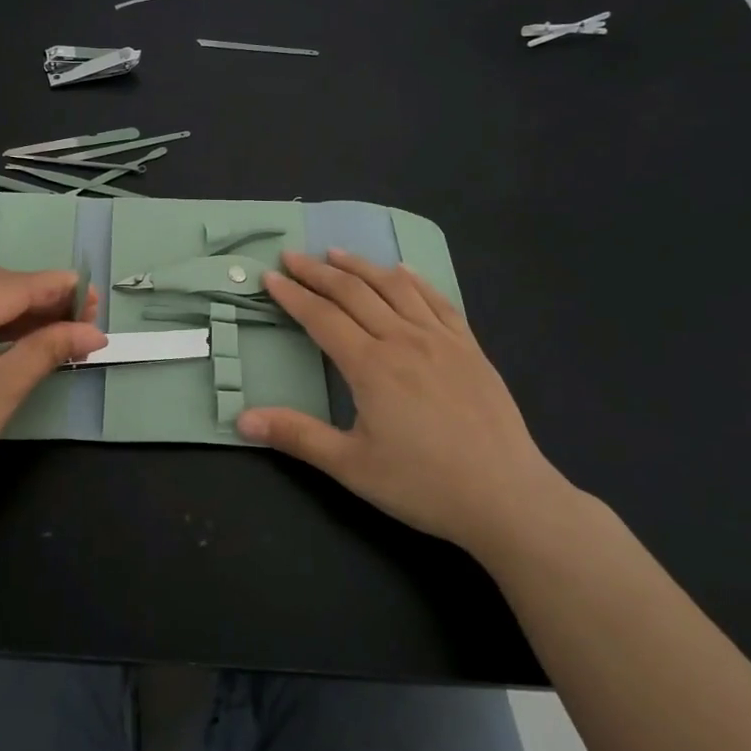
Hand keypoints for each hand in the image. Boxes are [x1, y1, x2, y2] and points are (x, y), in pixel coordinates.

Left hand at [0, 269, 105, 533]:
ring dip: (11, 308)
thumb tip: (93, 332)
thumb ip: (48, 349)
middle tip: (80, 316)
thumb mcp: (1, 392)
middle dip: (37, 298)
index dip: (56, 288)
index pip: (11, 287)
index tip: (93, 293)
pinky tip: (11, 332)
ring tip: (54, 325)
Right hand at [237, 249, 577, 562]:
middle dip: (317, 271)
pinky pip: (437, 300)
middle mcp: (403, 340)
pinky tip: (401, 271)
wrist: (508, 497)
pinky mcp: (470, 348)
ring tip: (335, 252)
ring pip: (394, 287)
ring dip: (360, 266)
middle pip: (353, 292)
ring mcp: (441, 340)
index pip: (322, 317)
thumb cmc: (423, 485)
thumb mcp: (351, 466)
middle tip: (291, 256)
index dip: (292, 295)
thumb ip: (297, 436)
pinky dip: (413, 280)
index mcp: (371, 366)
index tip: (270, 277)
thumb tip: (242, 419)